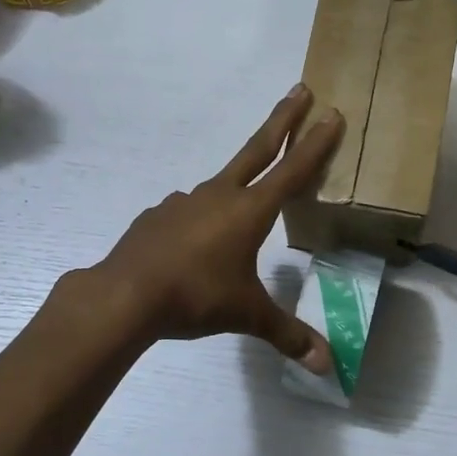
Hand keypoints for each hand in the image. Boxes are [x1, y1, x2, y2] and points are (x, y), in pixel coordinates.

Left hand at [89, 84, 344, 371]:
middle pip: (256, 150)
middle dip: (282, 120)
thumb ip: (287, 336)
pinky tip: (193, 246)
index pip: (291, 171)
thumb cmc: (195, 298)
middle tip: (300, 88)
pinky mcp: (157, 216)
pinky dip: (198, 220)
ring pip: (218, 188)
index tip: (332, 113)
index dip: (315, 144)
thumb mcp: (247, 315)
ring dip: (235, 187)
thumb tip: (326, 367)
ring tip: (238, 217)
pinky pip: (187, 213)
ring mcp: (183, 202)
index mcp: (248, 212)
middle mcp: (218, 196)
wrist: (125, 295)